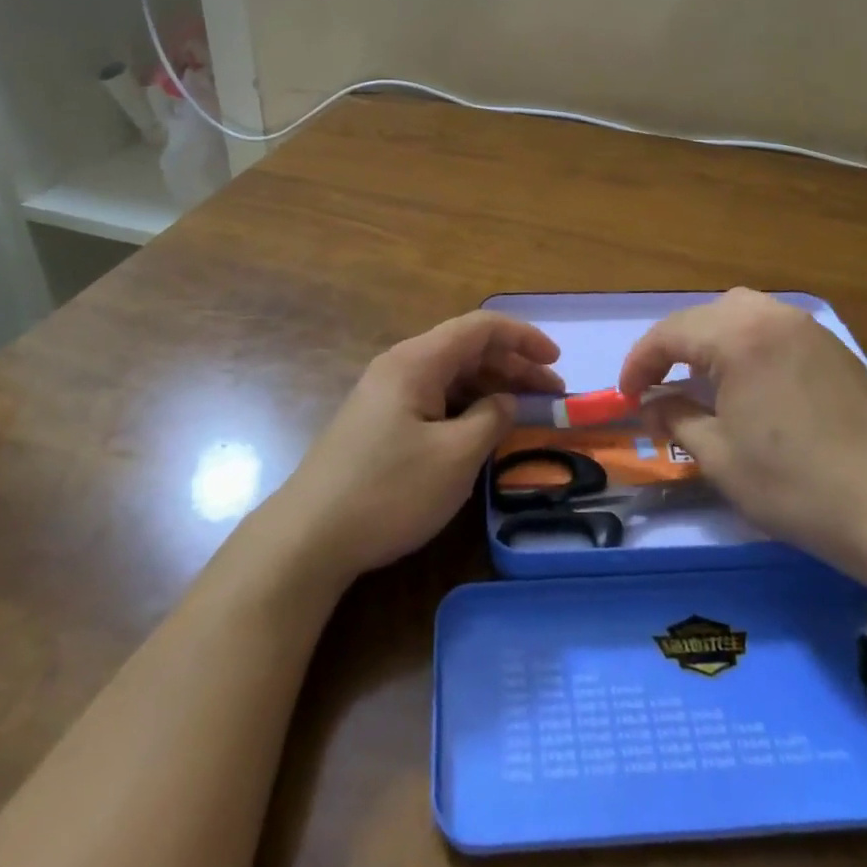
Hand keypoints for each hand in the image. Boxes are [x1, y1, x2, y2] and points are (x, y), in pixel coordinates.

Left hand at [271, 310, 562, 580]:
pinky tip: (484, 430)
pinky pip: (434, 399)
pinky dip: (467, 407)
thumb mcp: (455, 458)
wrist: (309, 538)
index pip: (480, 328)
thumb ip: (491, 420)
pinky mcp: (380, 423)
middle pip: (466, 349)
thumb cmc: (389, 491)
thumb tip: (506, 402)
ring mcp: (386, 395)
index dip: (523, 337)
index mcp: (417, 361)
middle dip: (513, 365)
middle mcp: (400, 367)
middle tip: (551, 394)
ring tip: (525, 412)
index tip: (557, 362)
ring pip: (451, 376)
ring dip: (491, 388)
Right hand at [619, 289, 866, 605]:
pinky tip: (748, 381)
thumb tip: (652, 404)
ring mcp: (807, 327)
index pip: (669, 334)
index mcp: (738, 336)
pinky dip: (746, 343)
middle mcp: (771, 316)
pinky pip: (773, 327)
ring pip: (740, 313)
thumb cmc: (795, 485)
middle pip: (704, 315)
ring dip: (710, 339)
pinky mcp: (832, 347)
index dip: (639, 363)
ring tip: (701, 378)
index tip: (626, 397)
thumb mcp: (718, 456)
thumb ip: (675, 417)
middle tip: (659, 385)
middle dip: (673, 346)